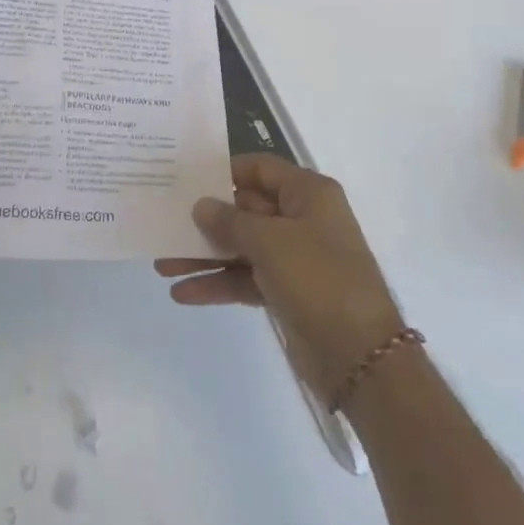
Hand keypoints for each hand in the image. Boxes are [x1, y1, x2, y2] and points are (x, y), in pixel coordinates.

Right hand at [155, 154, 404, 405]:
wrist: (361, 356)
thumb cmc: (318, 279)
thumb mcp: (270, 241)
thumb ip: (230, 220)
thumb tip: (202, 205)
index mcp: (308, 193)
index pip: (260, 168)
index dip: (224, 171)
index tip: (186, 178)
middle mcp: (302, 218)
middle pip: (246, 209)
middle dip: (205, 220)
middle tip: (164, 222)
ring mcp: (295, 257)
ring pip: (241, 247)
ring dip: (205, 255)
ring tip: (162, 264)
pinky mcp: (287, 292)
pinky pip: (246, 278)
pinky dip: (218, 283)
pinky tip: (183, 292)